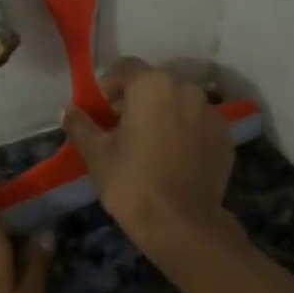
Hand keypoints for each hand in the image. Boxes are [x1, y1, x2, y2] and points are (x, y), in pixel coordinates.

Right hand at [61, 58, 236, 258]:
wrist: (182, 224)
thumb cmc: (131, 182)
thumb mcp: (96, 153)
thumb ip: (80, 125)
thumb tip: (68, 110)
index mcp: (152, 85)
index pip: (124, 68)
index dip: (107, 87)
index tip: (99, 112)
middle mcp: (186, 89)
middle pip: (154, 85)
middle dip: (135, 101)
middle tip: (120, 130)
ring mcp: (211, 113)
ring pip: (178, 104)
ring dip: (162, 115)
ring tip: (149, 146)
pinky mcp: (225, 138)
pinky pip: (197, 125)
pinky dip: (184, 133)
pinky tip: (173, 159)